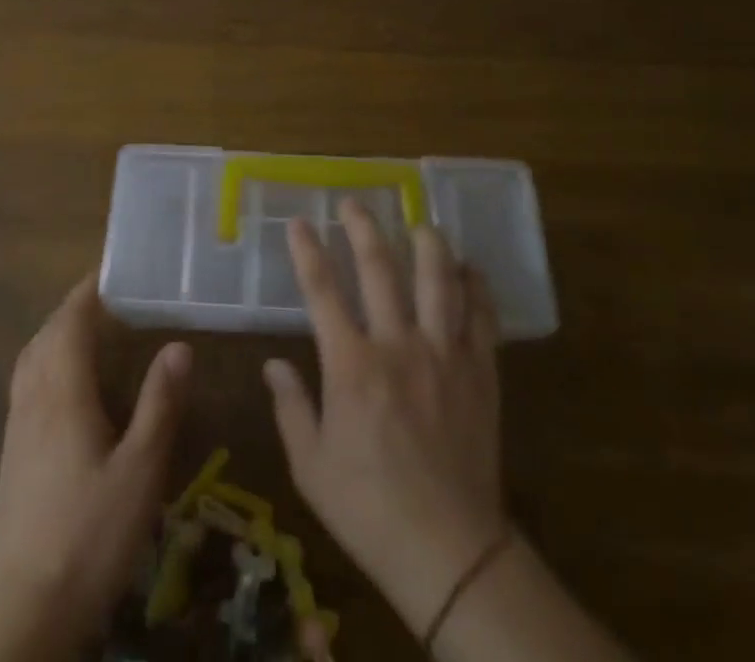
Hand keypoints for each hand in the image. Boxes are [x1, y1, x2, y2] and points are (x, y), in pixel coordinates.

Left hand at [0, 276, 191, 659]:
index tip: (111, 270)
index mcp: (62, 392)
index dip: (88, 291)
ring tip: (88, 330)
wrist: (25, 608)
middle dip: (73, 308)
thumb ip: (159, 403)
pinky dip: (46, 362)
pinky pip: (27, 383)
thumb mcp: (140, 470)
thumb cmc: (89, 534)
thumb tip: (178, 344)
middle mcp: (33, 398)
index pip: (69, 321)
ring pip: (31, 359)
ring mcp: (17, 427)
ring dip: (56, 333)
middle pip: (46, 334)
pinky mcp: (12, 454)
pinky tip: (66, 386)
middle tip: (109, 298)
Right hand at [263, 200, 507, 635]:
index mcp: (351, 365)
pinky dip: (476, 287)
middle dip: (362, 228)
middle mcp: (398, 345)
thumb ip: (290, 407)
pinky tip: (469, 269)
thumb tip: (273, 363)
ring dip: (427, 243)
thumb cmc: (369, 509)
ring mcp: (444, 355)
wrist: (450, 552)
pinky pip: (481, 317)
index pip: (322, 290)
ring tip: (418, 222)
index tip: (300, 222)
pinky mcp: (480, 372)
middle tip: (353, 202)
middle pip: (379, 268)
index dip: (308, 251)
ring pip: (438, 280)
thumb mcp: (311, 466)